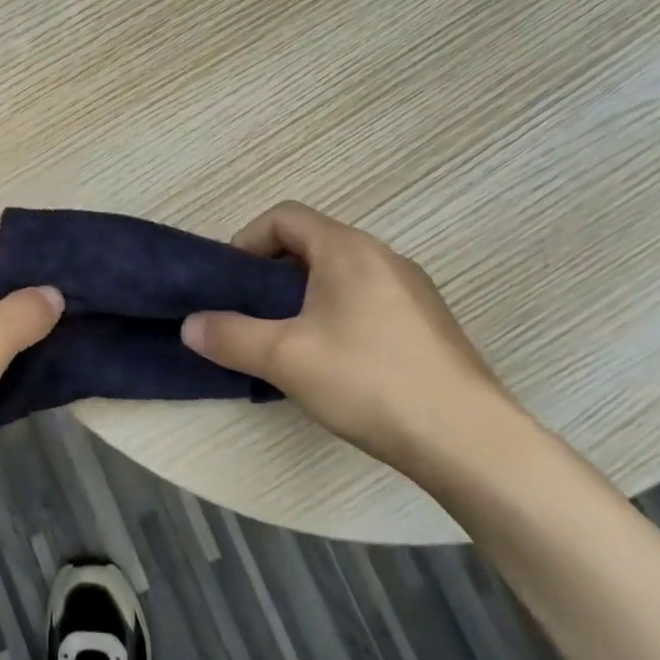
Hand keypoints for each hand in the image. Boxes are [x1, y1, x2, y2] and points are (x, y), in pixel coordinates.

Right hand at [181, 202, 514, 468]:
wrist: (470, 442)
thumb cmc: (369, 381)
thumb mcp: (285, 358)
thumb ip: (229, 336)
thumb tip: (189, 326)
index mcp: (347, 249)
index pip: (284, 216)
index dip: (246, 240)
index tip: (231, 284)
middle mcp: (383, 256)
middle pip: (311, 244)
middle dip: (272, 273)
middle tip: (251, 315)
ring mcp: (412, 289)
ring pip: (340, 275)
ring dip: (303, 297)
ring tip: (287, 342)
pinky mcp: (428, 324)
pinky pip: (367, 300)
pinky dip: (336, 315)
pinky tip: (334, 364)